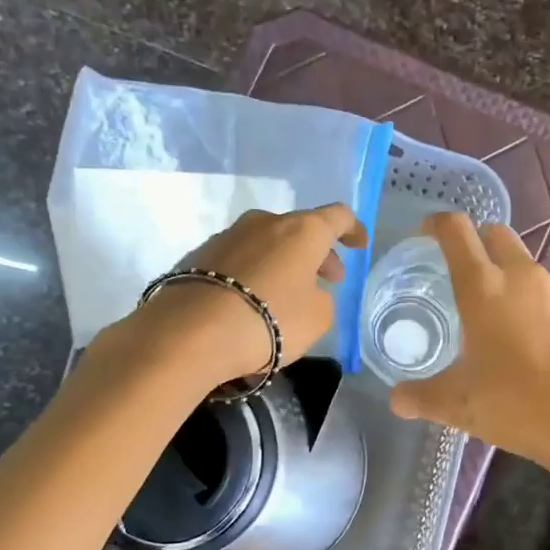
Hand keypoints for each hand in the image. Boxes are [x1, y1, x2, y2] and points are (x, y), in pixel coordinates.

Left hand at [133, 203, 367, 385]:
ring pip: (268, 242)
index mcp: (302, 230)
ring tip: (288, 292)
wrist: (190, 332)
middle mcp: (265, 222)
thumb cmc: (269, 320)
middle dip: (317, 252)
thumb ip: (322, 298)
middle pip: (300, 229)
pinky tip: (252, 299)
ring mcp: (228, 235)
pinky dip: (255, 272)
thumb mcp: (317, 318)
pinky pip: (241, 258)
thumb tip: (307, 291)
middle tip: (327, 279)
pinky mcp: (200, 255)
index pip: (337, 216)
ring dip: (284, 262)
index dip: (352, 229)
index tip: (359, 243)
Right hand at [389, 213, 549, 489]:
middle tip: (459, 271)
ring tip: (492, 313)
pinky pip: (548, 296)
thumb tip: (397, 399)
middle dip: (476, 241)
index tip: (425, 233)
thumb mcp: (455, 404)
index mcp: (483, 288)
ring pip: (526, 265)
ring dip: (506, 274)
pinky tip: (528, 341)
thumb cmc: (513, 404)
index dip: (437, 224)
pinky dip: (532, 304)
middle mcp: (522, 278)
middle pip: (496, 234)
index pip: (456, 231)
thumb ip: (420, 396)